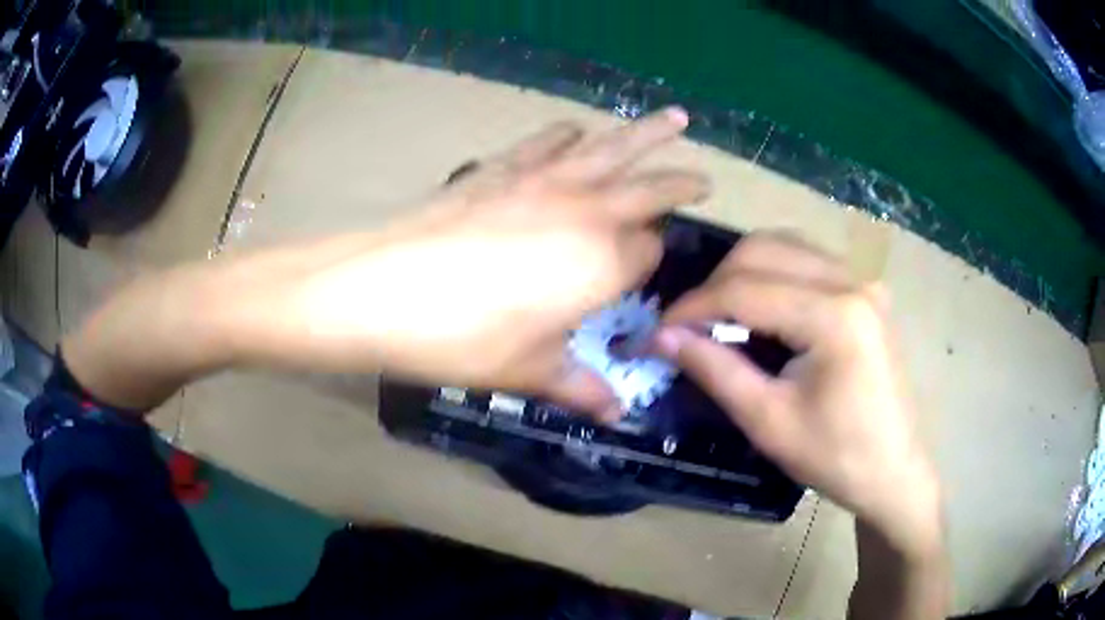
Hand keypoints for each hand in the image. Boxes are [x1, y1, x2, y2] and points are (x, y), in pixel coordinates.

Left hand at [266, 108, 707, 417]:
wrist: (381, 289)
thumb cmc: (461, 338)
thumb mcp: (527, 372)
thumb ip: (579, 389)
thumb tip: (615, 416)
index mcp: (602, 263)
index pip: (650, 250)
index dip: (653, 260)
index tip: (648, 272)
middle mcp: (585, 211)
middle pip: (650, 188)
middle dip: (681, 182)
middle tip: (704, 178)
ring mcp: (543, 180)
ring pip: (613, 147)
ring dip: (649, 132)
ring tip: (677, 118)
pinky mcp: (502, 167)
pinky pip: (549, 141)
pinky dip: (570, 134)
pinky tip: (576, 131)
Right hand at [652, 233, 941, 552]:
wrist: (894, 470)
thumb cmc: (836, 457)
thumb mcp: (769, 421)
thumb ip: (715, 370)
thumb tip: (660, 338)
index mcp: (835, 316)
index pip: (746, 289)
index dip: (693, 307)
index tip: (657, 330)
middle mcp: (852, 281)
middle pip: (764, 250)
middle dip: (716, 283)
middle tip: (690, 327)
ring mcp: (863, 280)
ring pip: (784, 246)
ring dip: (743, 273)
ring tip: (721, 316)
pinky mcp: (865, 290)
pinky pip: (806, 259)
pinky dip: (772, 274)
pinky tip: (762, 308)